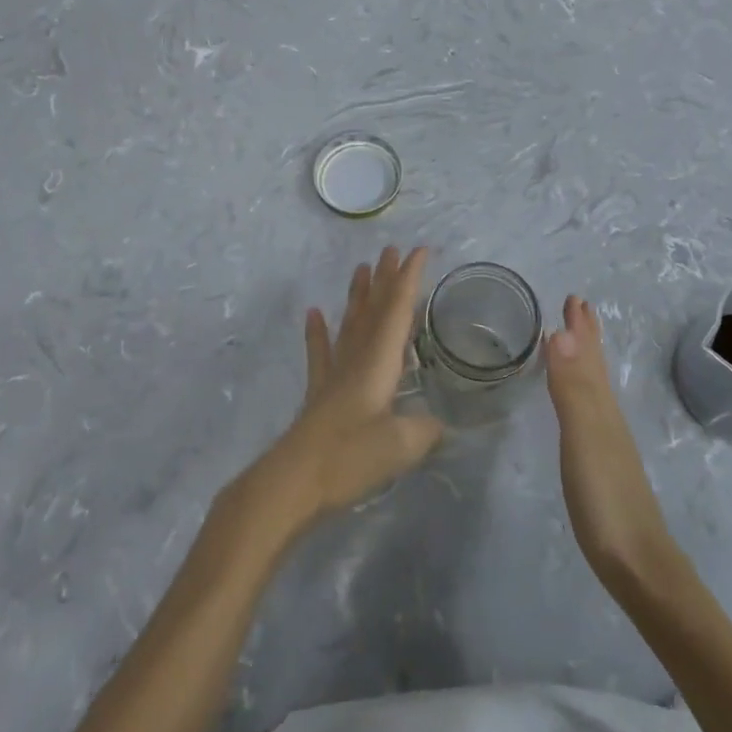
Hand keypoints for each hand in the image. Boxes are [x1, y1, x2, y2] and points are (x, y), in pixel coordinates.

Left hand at [240, 247, 444, 534]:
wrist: (294, 480)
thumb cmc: (350, 456)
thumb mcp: (400, 446)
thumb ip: (424, 431)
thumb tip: (438, 424)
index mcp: (379, 362)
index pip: (398, 310)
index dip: (409, 279)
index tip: (420, 250)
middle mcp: (357, 358)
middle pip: (373, 310)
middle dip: (385, 279)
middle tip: (391, 250)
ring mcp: (334, 374)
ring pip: (349, 324)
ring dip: (357, 295)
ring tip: (361, 268)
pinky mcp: (319, 394)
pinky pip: (319, 353)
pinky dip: (317, 332)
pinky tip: (313, 313)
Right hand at [546, 296, 679, 585]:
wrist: (639, 567)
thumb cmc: (607, 500)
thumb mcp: (584, 439)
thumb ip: (572, 389)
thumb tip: (561, 331)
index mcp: (601, 406)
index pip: (588, 355)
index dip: (581, 327)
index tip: (573, 297)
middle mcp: (606, 417)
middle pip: (595, 367)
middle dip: (585, 336)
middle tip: (577, 307)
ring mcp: (607, 443)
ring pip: (594, 387)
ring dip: (583, 360)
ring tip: (574, 344)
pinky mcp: (602, 466)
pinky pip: (589, 412)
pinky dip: (581, 393)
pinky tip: (578, 405)